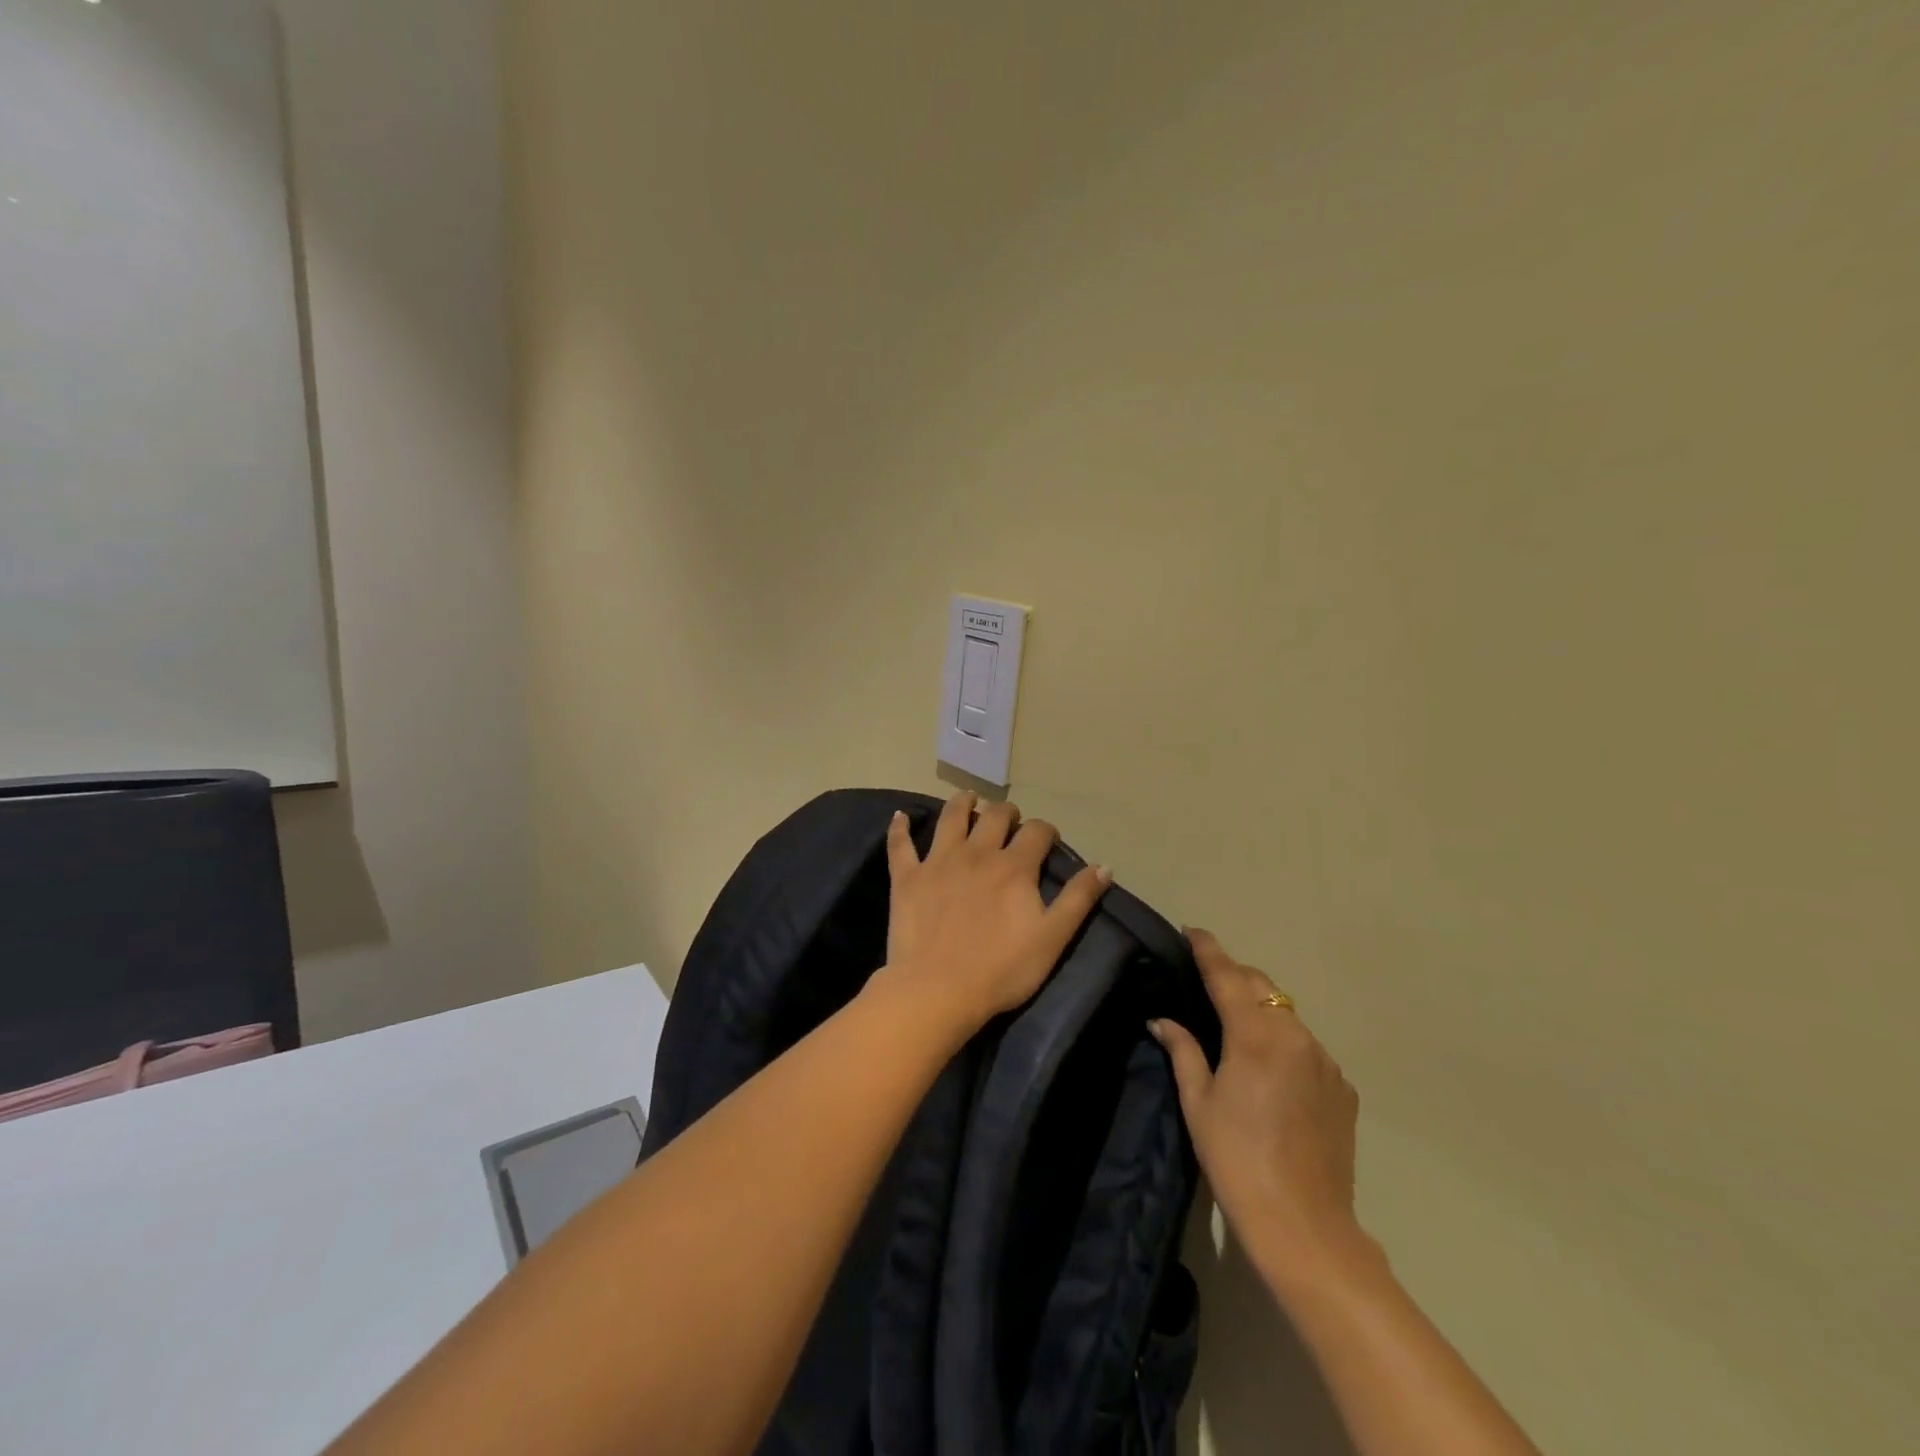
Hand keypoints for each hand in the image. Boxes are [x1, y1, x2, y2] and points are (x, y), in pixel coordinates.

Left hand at [881, 792, 1111, 1030]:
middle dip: (1007, 812)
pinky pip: (901, 845)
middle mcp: (977, 853)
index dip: (1045, 831)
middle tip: (1009, 820)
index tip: (1048, 840)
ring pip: (951, 818)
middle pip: (994, 816)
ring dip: (962, 803)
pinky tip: (901, 816)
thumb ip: (1078, 899)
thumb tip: (1105, 866)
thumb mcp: (1052, 938)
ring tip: (968, 799)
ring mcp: (938, 861)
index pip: (1036, 832)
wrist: (938, 990)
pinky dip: (900, 828)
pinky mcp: (907, 877)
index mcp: (1014, 867)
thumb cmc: (1001, 969)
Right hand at [1151, 930, 1371, 1288]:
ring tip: (1237, 1025)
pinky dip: (1284, 1041)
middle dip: (1235, 975)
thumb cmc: (1236, 1159)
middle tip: (1207, 979)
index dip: (1208, 950)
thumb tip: (1161, 1019)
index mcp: (1255, 1035)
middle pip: (1262, 986)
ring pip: (1287, 1014)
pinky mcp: (1343, 1088)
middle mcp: (1295, 1035)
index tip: (1193, 931)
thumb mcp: (1198, 1102)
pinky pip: (1307, 1047)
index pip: (1227, 975)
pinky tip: (1270, 1069)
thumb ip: (1182, 1050)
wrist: (1305, 1225)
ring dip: (1261, 1008)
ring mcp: (1324, 1061)